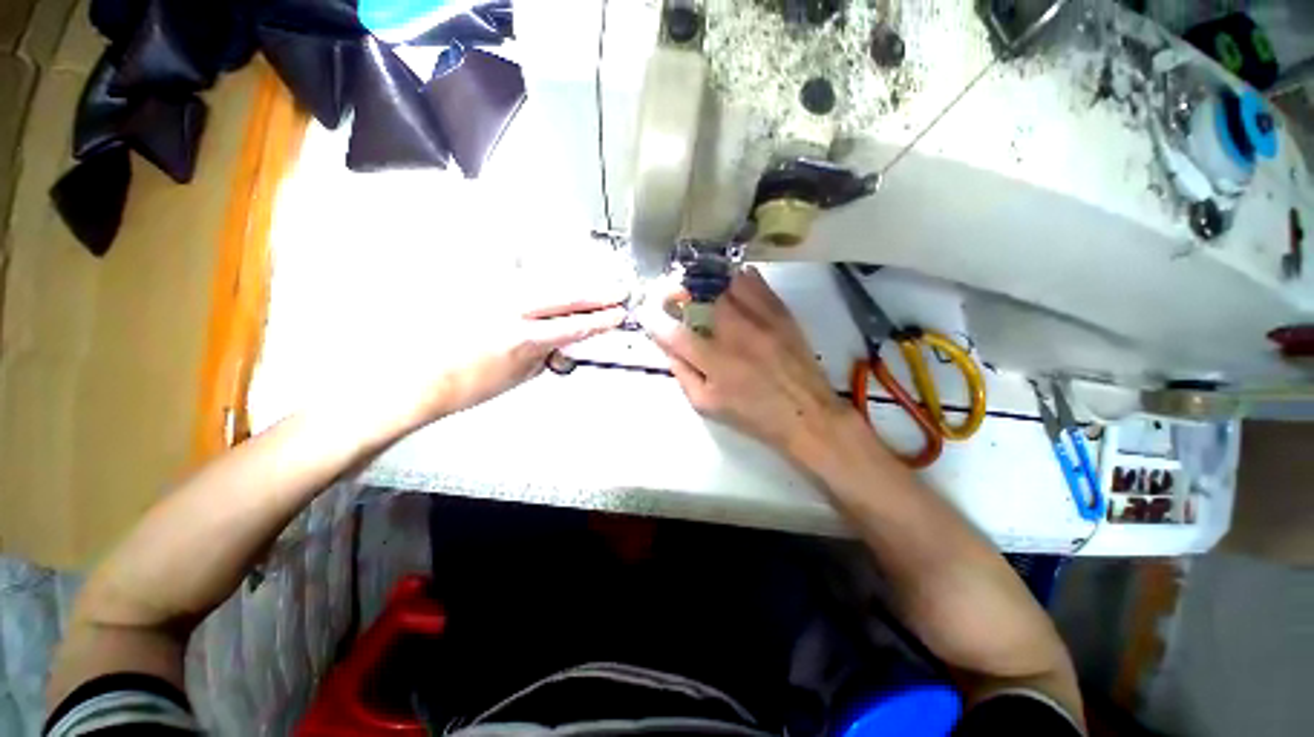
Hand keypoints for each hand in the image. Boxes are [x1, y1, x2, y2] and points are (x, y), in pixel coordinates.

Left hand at [339, 276, 626, 437]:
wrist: (415, 379)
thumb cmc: (464, 386)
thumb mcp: (517, 377)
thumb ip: (546, 355)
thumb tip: (565, 344)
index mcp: (522, 338)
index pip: (574, 325)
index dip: (601, 320)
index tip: (618, 314)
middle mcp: (508, 309)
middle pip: (564, 295)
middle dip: (595, 294)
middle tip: (616, 291)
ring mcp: (490, 293)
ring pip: (543, 280)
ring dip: (572, 282)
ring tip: (591, 284)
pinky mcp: (475, 286)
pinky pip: (514, 275)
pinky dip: (537, 274)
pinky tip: (549, 275)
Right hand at [642, 267, 854, 458]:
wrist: (806, 414)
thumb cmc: (752, 415)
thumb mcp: (707, 405)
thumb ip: (682, 374)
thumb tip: (666, 346)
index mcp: (716, 364)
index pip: (675, 334)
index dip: (654, 319)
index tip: (646, 311)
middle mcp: (737, 336)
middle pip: (702, 297)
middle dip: (683, 292)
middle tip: (679, 297)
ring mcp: (762, 320)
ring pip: (729, 283)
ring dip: (711, 285)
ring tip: (706, 291)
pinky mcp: (782, 313)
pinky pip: (756, 282)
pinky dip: (740, 279)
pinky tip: (733, 286)